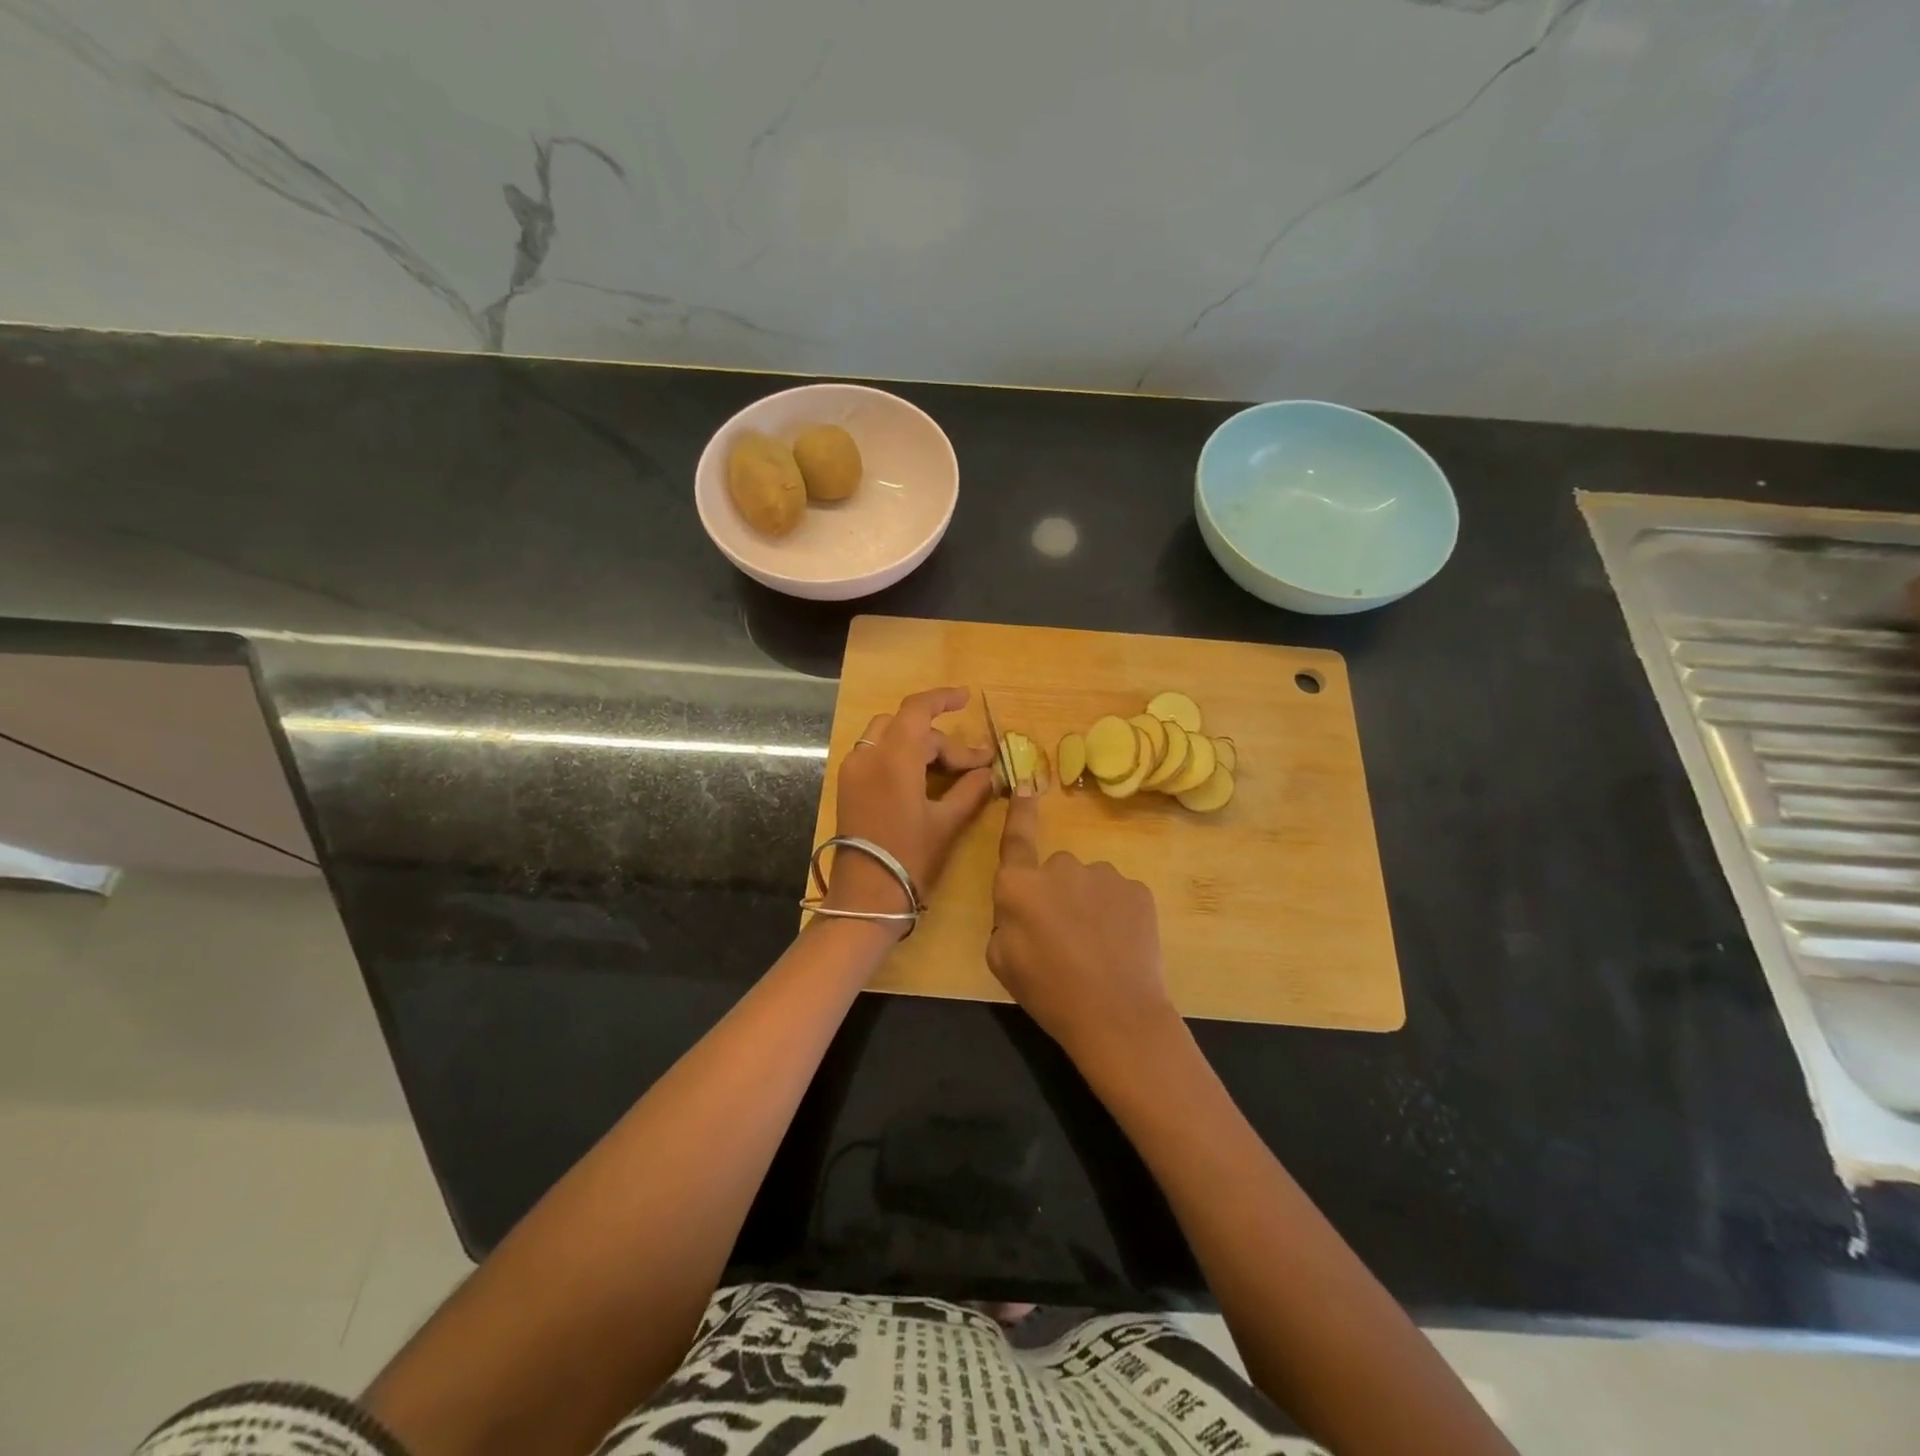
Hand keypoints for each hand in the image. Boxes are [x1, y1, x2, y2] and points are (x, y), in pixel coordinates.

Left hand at [824, 687, 996, 935]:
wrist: (865, 898)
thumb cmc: (910, 859)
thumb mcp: (947, 823)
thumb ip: (970, 791)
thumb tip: (989, 773)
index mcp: (893, 758)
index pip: (917, 709)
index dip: (943, 698)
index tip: (967, 698)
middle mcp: (868, 755)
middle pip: (908, 727)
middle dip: (942, 741)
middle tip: (973, 766)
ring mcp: (853, 770)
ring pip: (889, 737)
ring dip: (920, 746)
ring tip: (949, 771)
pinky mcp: (848, 786)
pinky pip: (876, 754)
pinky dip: (901, 757)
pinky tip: (923, 779)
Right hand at [987, 787, 1177, 1065]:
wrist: (1116, 1016)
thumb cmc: (1047, 992)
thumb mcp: (1001, 960)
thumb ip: (1006, 919)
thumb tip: (1025, 905)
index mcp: (1019, 885)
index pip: (1015, 837)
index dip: (1019, 811)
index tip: (1025, 786)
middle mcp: (1060, 867)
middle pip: (1054, 870)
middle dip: (1056, 894)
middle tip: (1063, 938)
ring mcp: (1103, 875)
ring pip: (1089, 882)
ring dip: (1088, 904)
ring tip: (1095, 947)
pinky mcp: (1137, 889)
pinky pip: (1119, 895)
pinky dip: (1116, 913)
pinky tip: (1119, 945)